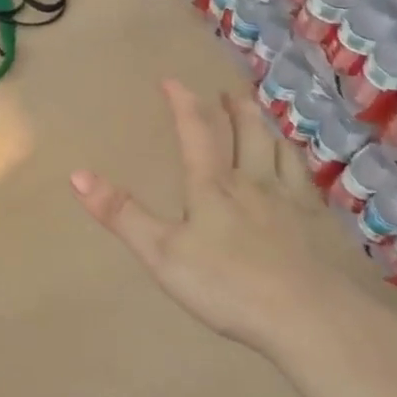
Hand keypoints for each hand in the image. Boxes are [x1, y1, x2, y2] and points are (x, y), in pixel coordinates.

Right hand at [69, 79, 355, 357]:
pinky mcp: (320, 225)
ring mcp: (292, 201)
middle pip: (246, 133)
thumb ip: (121, 214)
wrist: (310, 317)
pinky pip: (308, 181)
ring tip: (262, 120)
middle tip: (228, 92)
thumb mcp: (161, 252)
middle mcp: (254, 182)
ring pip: (280, 151)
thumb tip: (77, 174)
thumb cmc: (227, 285)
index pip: (196, 131)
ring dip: (268, 129)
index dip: (183, 103)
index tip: (172, 80)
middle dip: (234, 108)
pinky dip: (299, 165)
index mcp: (213, 187)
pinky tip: (301, 174)